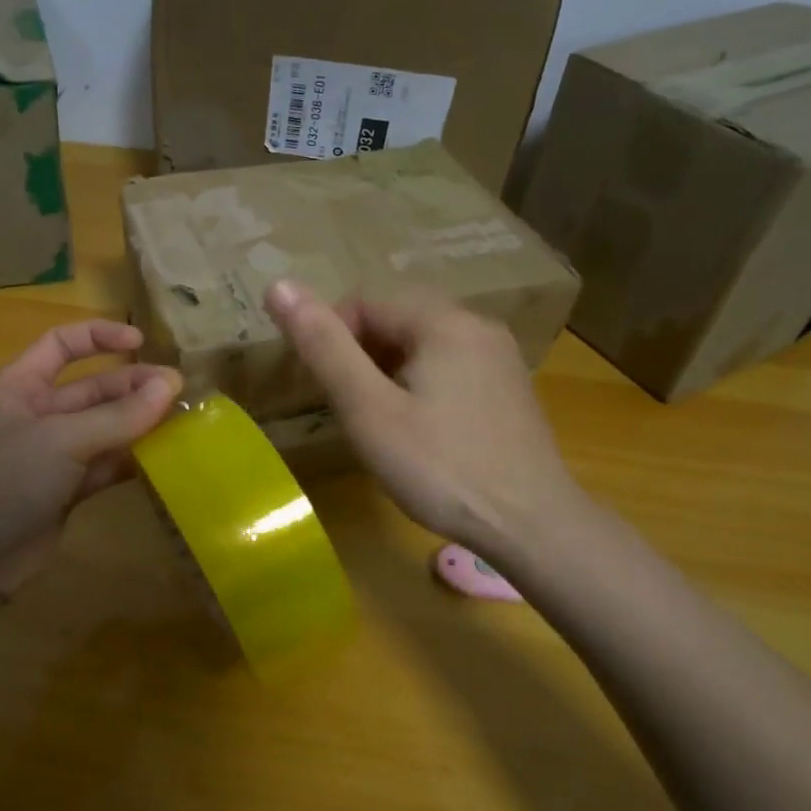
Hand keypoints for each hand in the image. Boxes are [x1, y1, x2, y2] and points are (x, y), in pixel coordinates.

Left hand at [0, 320, 181, 604]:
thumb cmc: (2, 483)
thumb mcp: (60, 441)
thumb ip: (117, 415)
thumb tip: (170, 385)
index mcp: (17, 386)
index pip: (62, 344)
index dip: (101, 337)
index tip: (143, 344)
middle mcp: (34, 414)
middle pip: (91, 389)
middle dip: (133, 387)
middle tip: (180, 393)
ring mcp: (49, 455)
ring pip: (102, 429)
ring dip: (138, 424)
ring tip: (181, 422)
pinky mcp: (63, 491)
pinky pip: (104, 466)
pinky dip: (130, 462)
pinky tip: (163, 460)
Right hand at [264, 280, 585, 560]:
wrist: (532, 525)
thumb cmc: (440, 468)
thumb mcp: (368, 409)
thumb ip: (324, 346)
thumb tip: (278, 285)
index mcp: (443, 321)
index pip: (365, 303)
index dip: (332, 340)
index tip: (326, 391)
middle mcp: (478, 325)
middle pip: (397, 320)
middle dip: (362, 355)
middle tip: (351, 409)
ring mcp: (501, 358)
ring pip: (424, 345)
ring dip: (390, 372)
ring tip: (381, 423)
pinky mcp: (510, 389)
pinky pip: (452, 367)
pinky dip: (422, 384)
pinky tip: (423, 431)